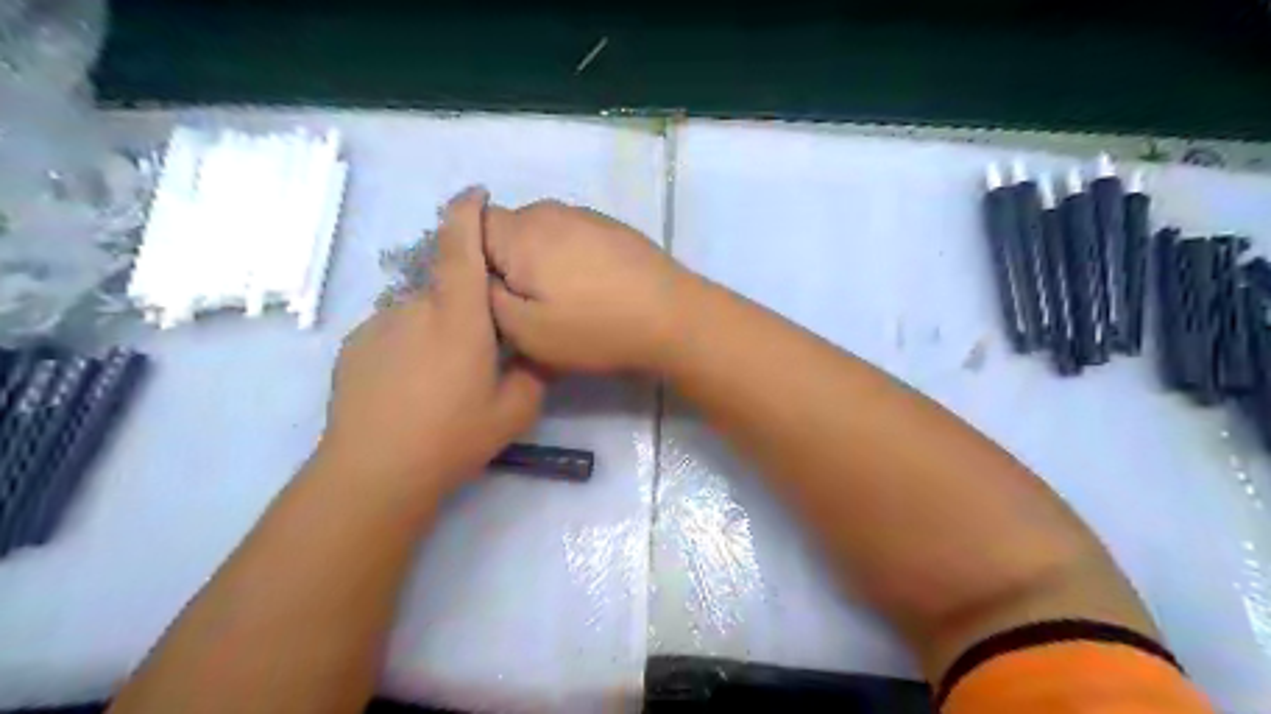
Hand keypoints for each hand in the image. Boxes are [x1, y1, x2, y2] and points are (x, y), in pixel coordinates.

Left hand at [317, 188, 546, 499]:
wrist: (375, 470)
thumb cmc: (453, 436)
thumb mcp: (517, 409)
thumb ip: (532, 371)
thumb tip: (530, 351)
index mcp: (459, 316)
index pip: (460, 246)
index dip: (467, 212)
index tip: (476, 194)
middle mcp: (416, 307)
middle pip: (446, 286)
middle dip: (466, 307)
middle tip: (477, 353)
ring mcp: (379, 324)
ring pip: (420, 312)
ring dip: (437, 330)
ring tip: (441, 378)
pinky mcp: (355, 345)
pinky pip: (394, 331)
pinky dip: (409, 346)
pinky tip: (411, 387)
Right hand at [486, 201, 692, 372]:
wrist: (672, 317)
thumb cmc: (593, 328)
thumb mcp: (524, 329)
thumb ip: (485, 295)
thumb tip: (479, 273)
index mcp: (520, 232)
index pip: (468, 226)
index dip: (467, 259)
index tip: (486, 293)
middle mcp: (549, 211)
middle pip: (506, 230)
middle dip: (505, 263)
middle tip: (523, 306)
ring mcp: (586, 216)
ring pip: (541, 235)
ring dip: (540, 263)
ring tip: (561, 301)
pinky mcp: (612, 228)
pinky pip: (572, 239)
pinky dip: (569, 260)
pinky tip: (590, 290)